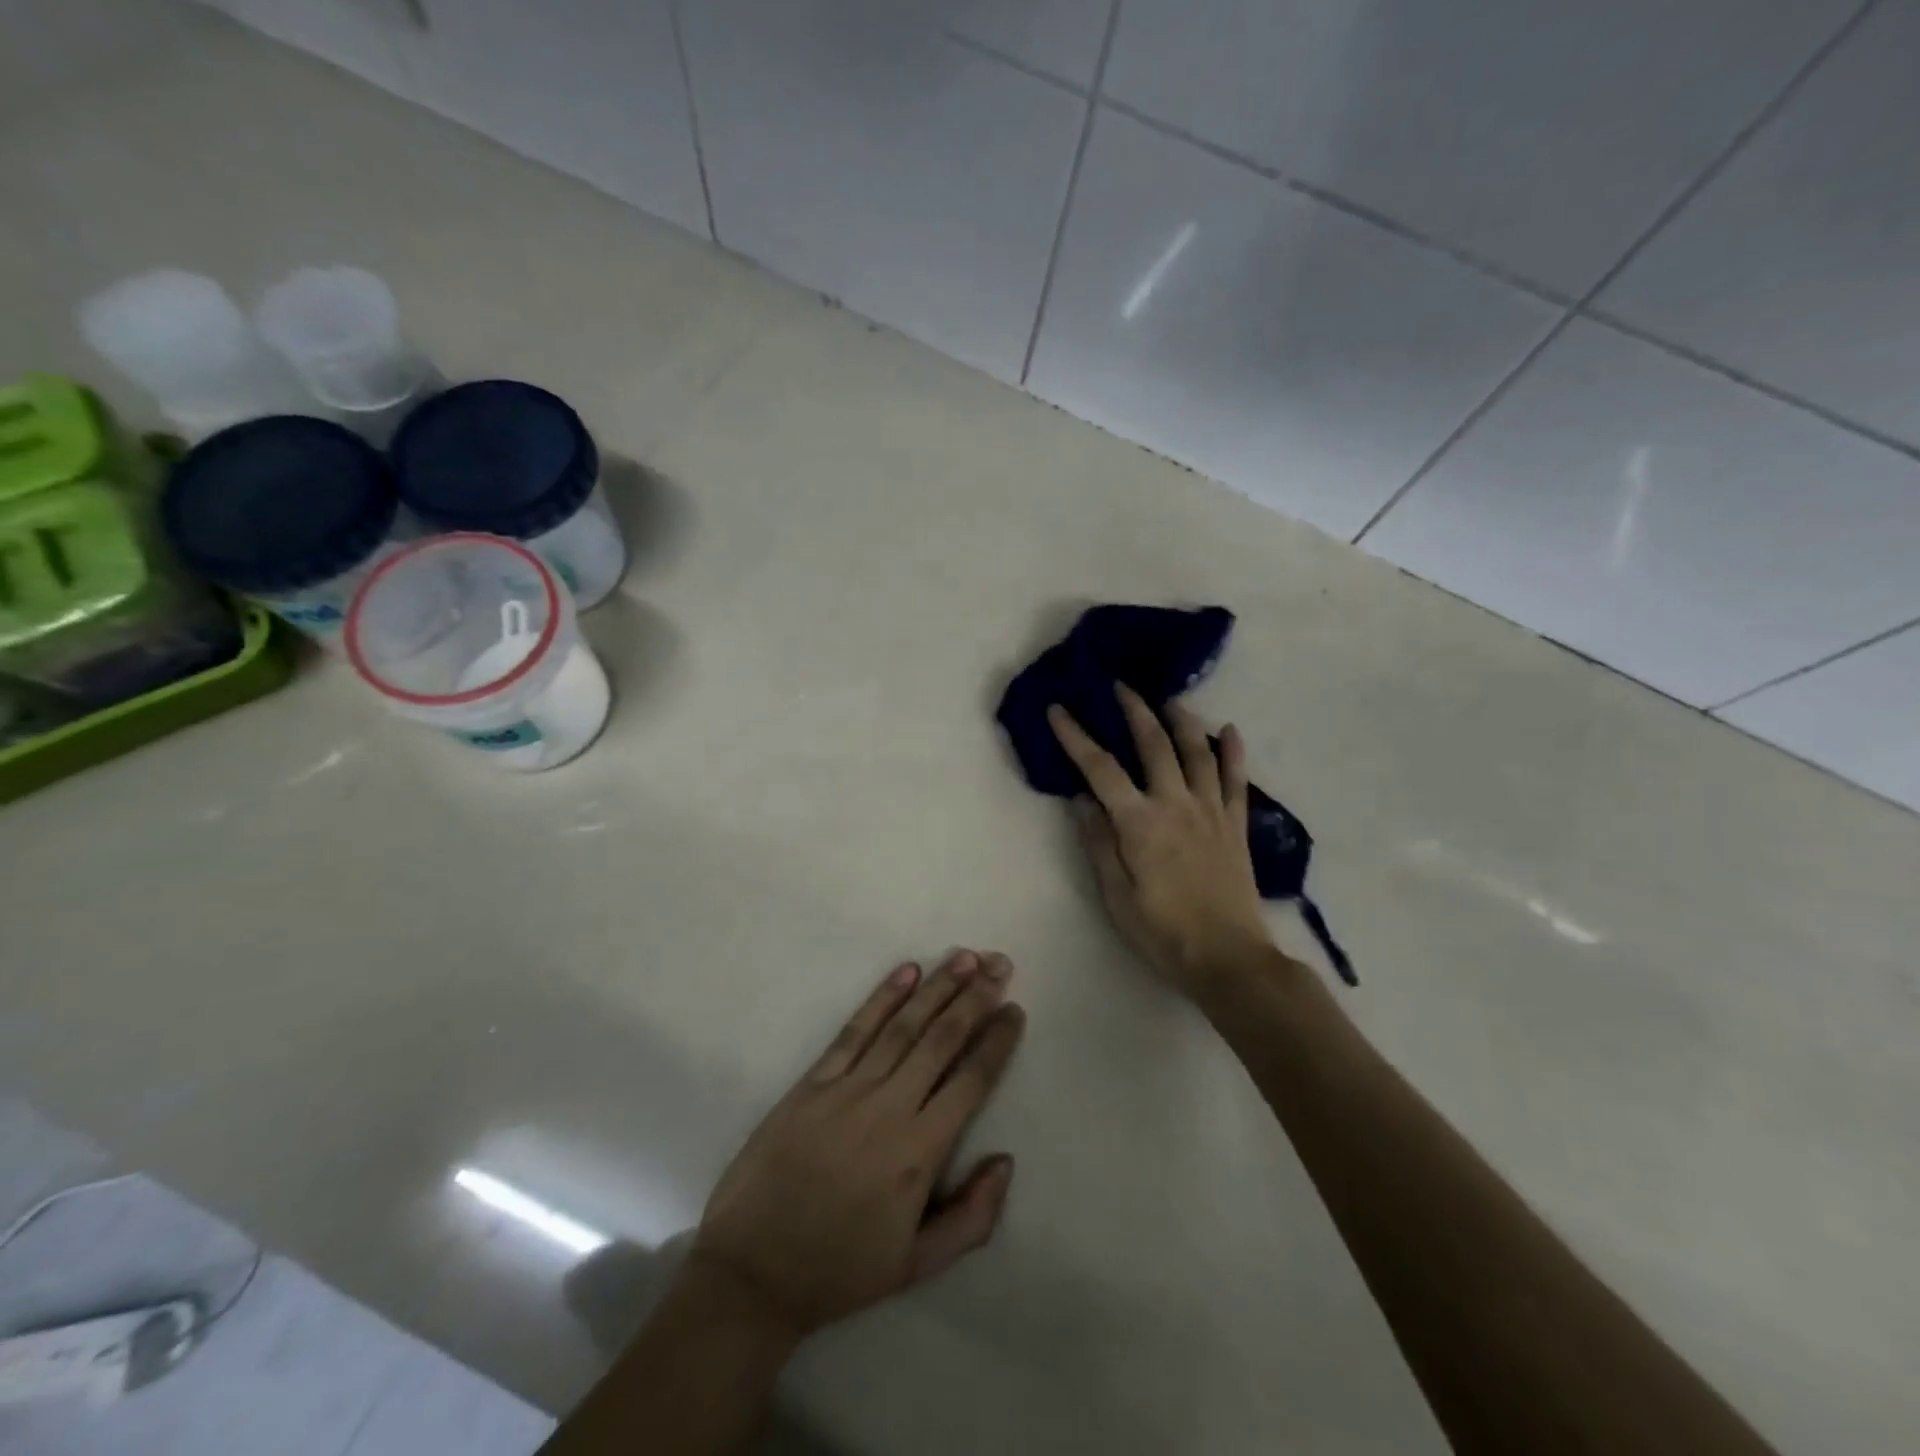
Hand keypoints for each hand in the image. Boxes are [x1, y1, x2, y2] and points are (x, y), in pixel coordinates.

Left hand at [689, 951, 1025, 1340]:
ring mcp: (848, 1090)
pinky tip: (905, 972)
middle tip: (1000, 963)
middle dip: (975, 998)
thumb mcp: (916, 1265)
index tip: (1015, 1009)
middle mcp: (889, 1109)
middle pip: (941, 1040)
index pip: (970, 1081)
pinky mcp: (813, 1082)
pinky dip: (881, 998)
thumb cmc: (839, 1270)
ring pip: (903, 1026)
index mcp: (919, 1153)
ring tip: (965, 957)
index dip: (996, 1042)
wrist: (751, 1272)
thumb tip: (1005, 1159)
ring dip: (937, 987)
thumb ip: (972, 1217)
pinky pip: (854, 1031)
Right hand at [1049, 686, 1273, 993]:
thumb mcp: (1116, 895)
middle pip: (1154, 744)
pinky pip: (1236, 780)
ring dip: (1181, 720)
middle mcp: (1176, 804)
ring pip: (1197, 752)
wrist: (1228, 958)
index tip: (1058, 710)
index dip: (1075, 736)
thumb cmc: (1163, 932)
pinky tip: (1229, 730)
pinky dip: (1233, 752)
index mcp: (1140, 822)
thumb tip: (1081, 799)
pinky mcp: (1236, 825)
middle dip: (1134, 710)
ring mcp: (1211, 811)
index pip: (1100, 768)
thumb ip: (1099, 843)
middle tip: (1120, 686)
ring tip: (1169, 699)